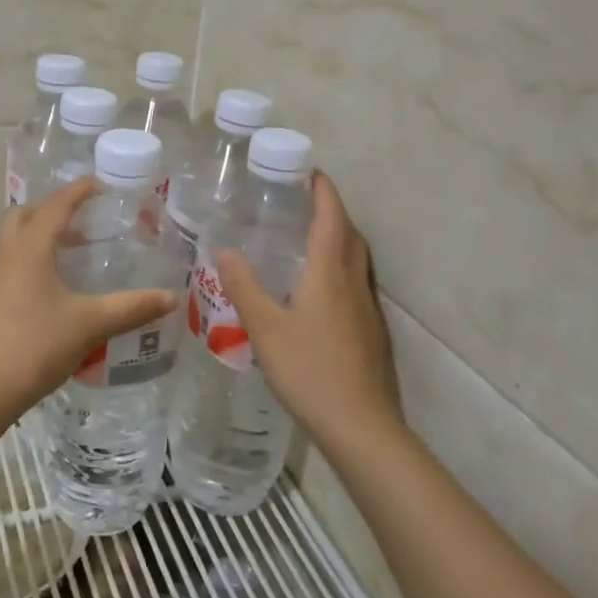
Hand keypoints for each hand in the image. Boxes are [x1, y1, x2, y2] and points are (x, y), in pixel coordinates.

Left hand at [0, 177, 178, 417]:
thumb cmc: (36, 346)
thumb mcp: (91, 324)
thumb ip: (132, 307)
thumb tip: (171, 298)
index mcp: (30, 248)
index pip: (56, 205)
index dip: (78, 191)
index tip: (101, 184)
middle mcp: (7, 254)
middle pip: (25, 214)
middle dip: (53, 207)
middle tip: (84, 215)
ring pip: (15, 238)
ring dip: (41, 232)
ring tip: (75, 246)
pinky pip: (12, 261)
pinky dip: (33, 256)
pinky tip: (56, 282)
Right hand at [216, 171, 405, 446]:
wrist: (361, 425)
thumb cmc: (309, 369)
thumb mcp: (264, 327)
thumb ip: (243, 286)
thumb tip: (225, 249)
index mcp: (330, 272)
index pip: (331, 216)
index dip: (323, 190)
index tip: (310, 172)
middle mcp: (355, 282)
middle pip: (350, 234)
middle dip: (332, 212)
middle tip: (304, 204)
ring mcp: (368, 309)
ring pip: (358, 261)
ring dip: (340, 241)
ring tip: (310, 242)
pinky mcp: (373, 333)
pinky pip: (358, 285)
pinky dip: (342, 271)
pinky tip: (319, 294)